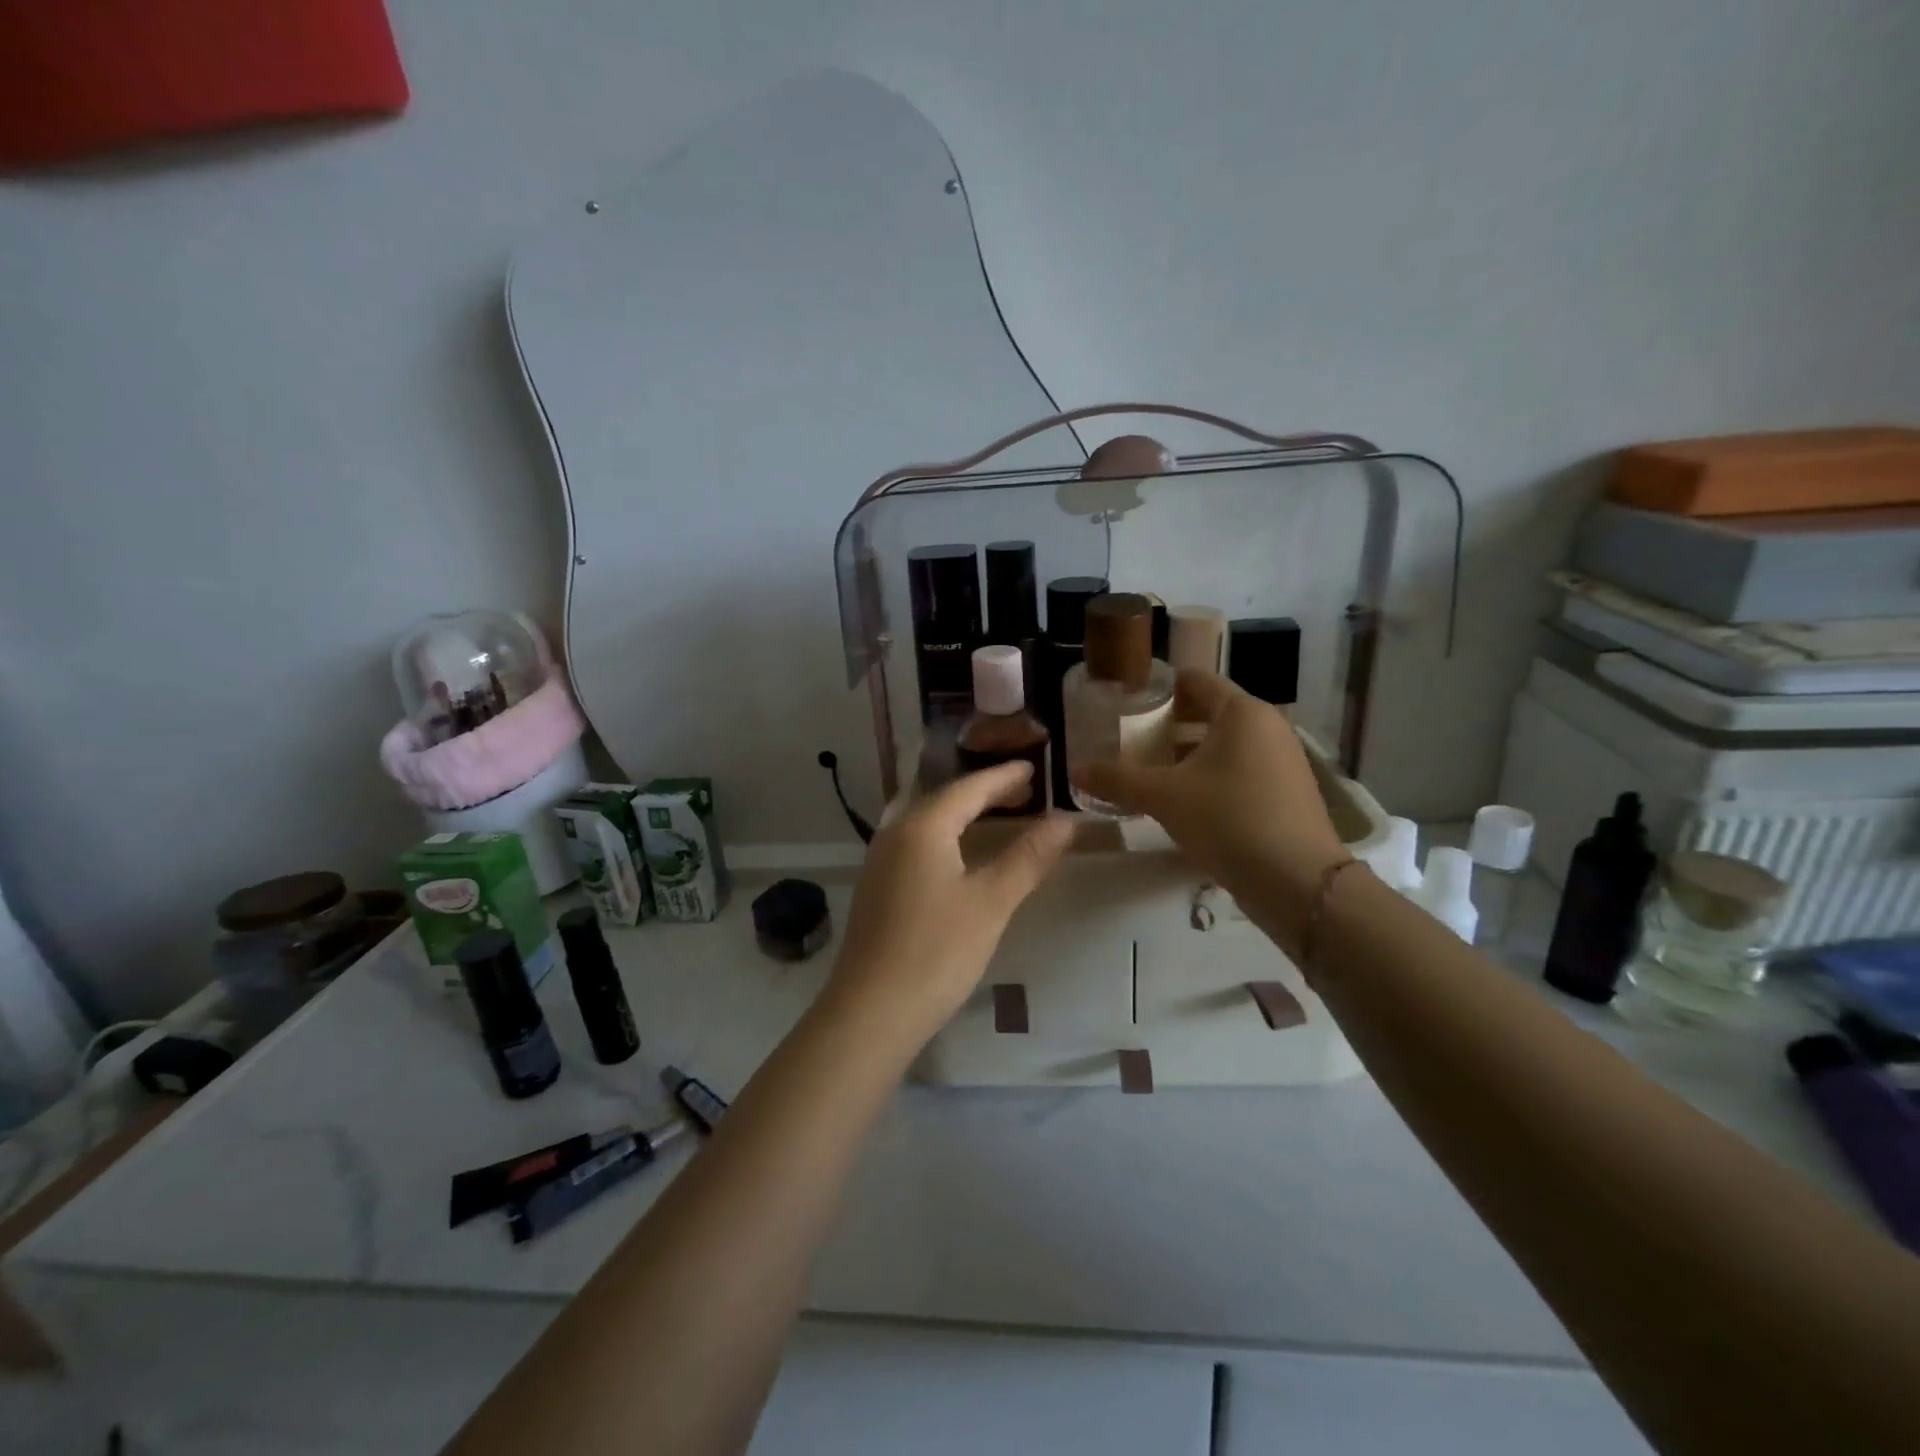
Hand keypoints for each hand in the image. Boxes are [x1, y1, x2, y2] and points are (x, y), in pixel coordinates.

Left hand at [823, 763, 1073, 1048]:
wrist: (871, 1011)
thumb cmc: (937, 950)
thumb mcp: (991, 902)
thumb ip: (1029, 857)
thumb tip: (1066, 820)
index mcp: (922, 826)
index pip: (969, 788)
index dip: (1003, 777)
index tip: (1034, 767)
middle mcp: (894, 832)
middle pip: (945, 799)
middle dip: (984, 792)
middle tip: (1023, 791)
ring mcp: (879, 861)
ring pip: (926, 821)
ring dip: (962, 814)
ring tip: (996, 815)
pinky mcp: (876, 887)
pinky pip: (915, 844)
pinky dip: (944, 836)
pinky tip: (958, 854)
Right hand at [1075, 670, 1348, 912]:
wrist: (1297, 881)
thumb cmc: (1228, 820)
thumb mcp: (1163, 797)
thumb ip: (1117, 779)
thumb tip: (1074, 771)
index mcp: (1241, 712)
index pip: (1194, 681)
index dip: (1158, 688)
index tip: (1126, 703)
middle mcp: (1267, 725)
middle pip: (1209, 711)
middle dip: (1169, 723)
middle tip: (1131, 738)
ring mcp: (1283, 758)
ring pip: (1225, 742)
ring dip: (1189, 752)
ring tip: (1151, 769)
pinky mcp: (1288, 789)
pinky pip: (1241, 767)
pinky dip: (1212, 773)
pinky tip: (1185, 798)